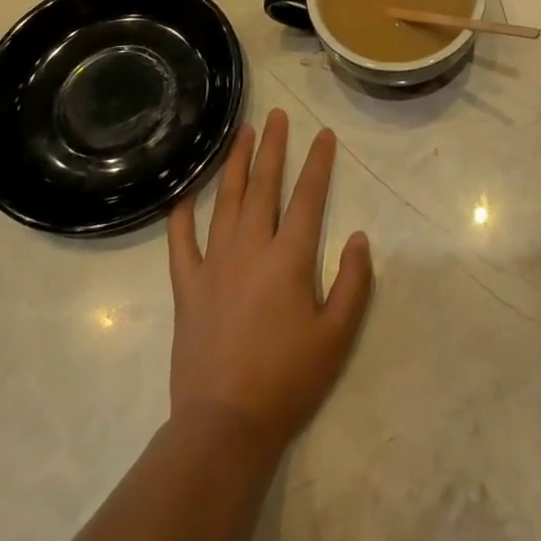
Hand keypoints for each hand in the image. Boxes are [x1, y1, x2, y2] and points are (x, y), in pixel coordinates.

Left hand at [166, 109, 373, 453]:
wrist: (223, 426)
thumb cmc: (287, 380)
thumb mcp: (337, 335)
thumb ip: (353, 282)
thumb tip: (360, 237)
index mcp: (289, 258)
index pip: (308, 196)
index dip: (318, 162)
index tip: (323, 134)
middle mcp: (251, 248)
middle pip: (263, 185)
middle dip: (272, 147)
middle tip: (276, 115)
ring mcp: (214, 264)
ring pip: (225, 201)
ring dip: (234, 164)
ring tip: (240, 133)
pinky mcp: (187, 287)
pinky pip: (181, 243)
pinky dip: (182, 216)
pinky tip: (184, 194)